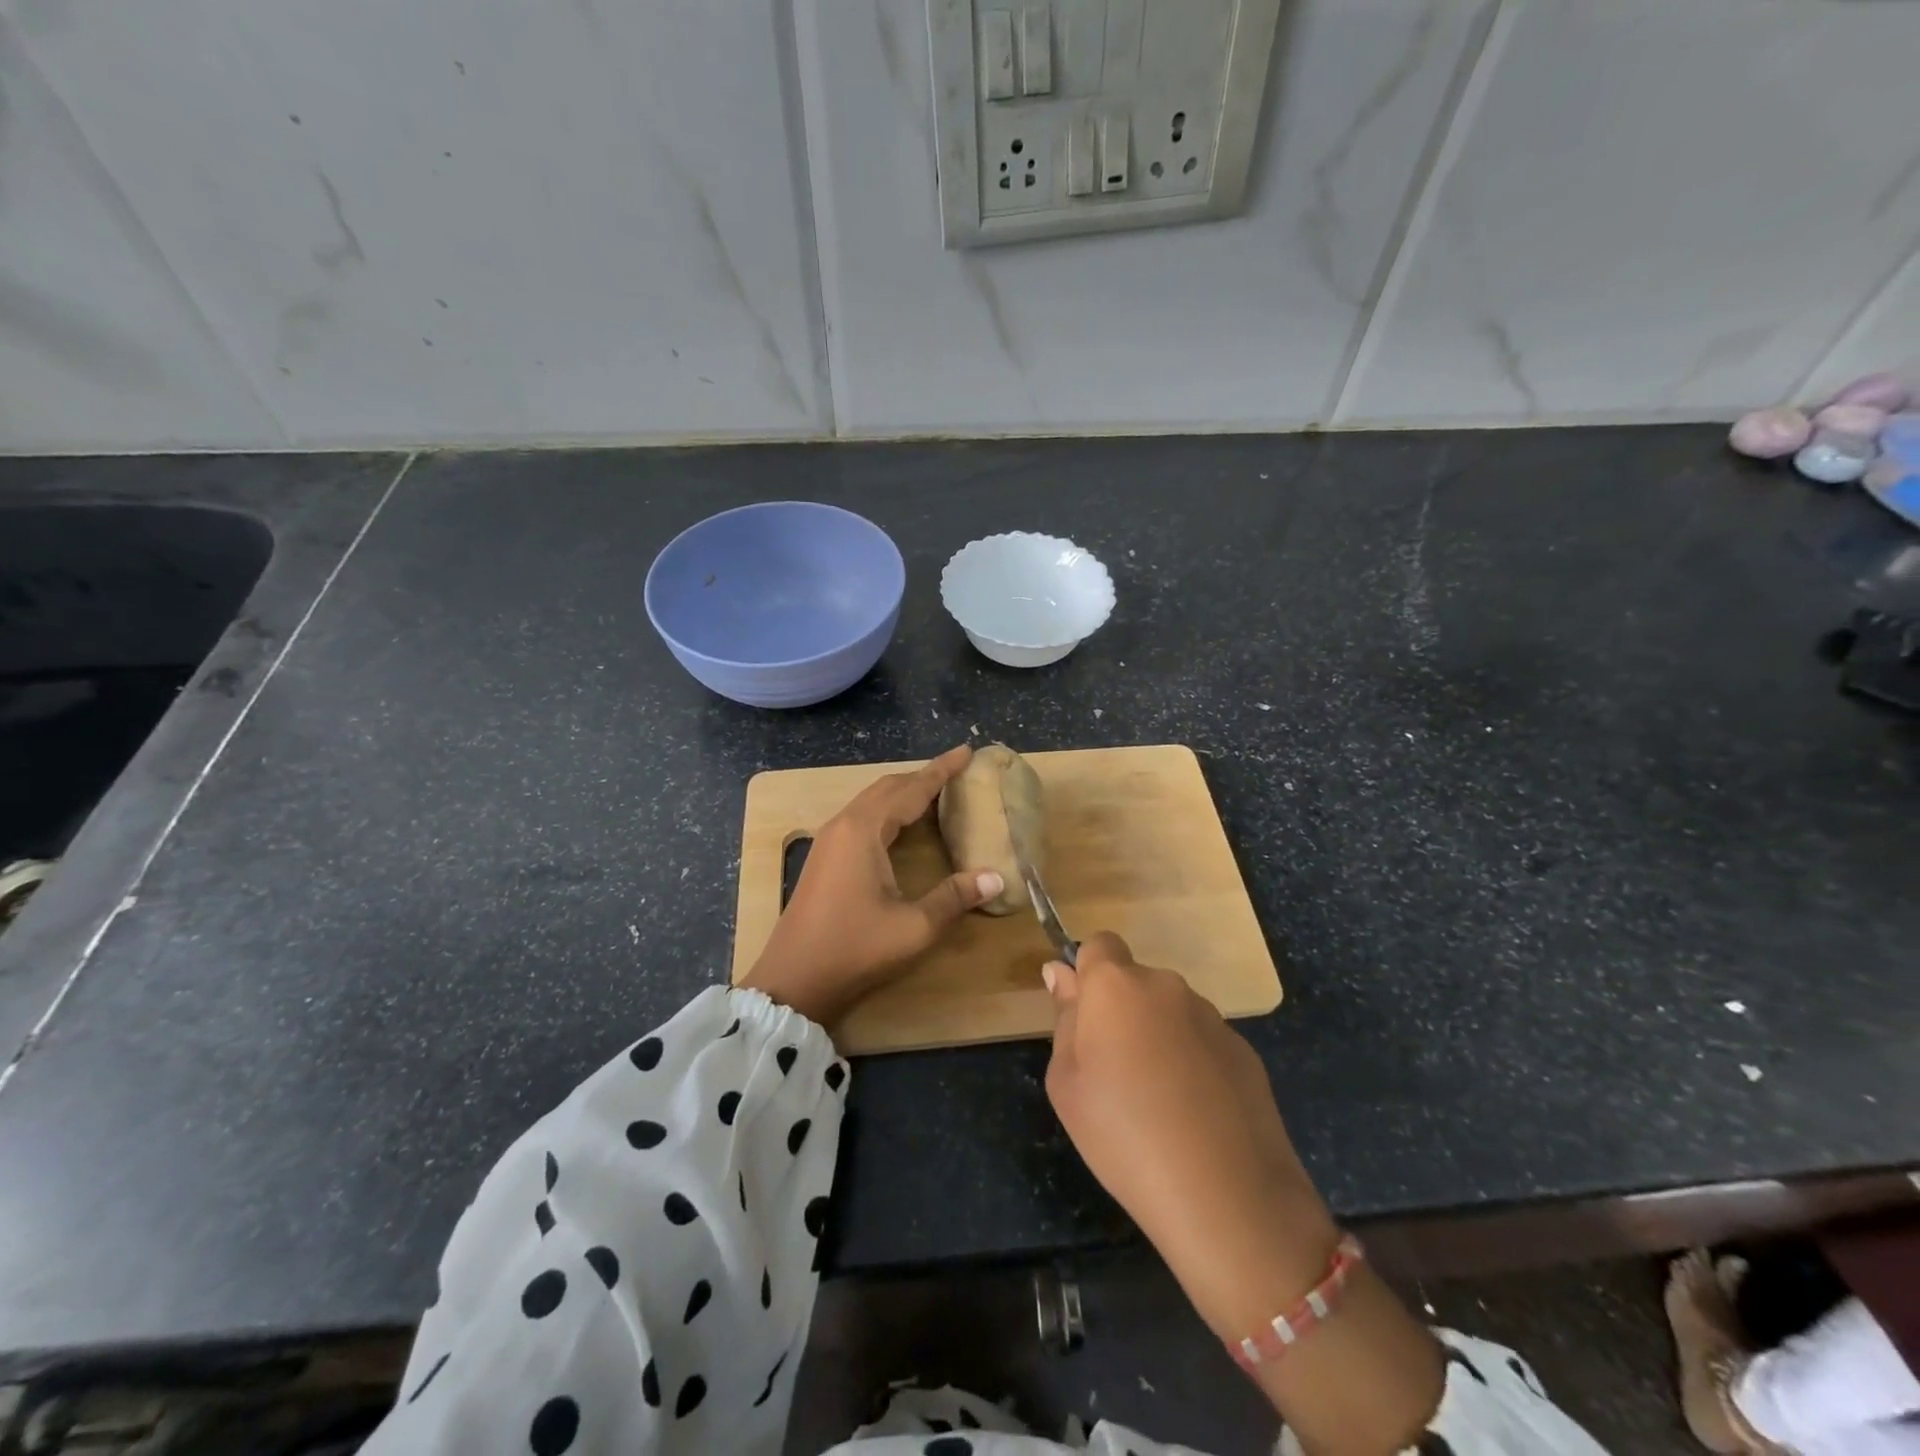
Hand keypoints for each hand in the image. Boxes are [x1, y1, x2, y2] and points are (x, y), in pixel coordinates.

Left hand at [743, 745, 1002, 1028]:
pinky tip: (901, 825)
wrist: (793, 981)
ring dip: (903, 792)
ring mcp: (829, 840)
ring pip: (871, 801)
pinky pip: (861, 817)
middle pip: (887, 788)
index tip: (967, 751)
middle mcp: (843, 825)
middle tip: (956, 772)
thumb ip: (954, 898)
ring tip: (935, 792)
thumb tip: (995, 877)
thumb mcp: (913, 927)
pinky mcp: (824, 857)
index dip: (941, 770)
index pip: (910, 789)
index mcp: (863, 831)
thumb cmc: (854, 949)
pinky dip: (888, 810)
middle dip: (922, 776)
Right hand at [1041, 932, 1337, 1340]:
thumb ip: (1064, 1019)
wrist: (1225, 1194)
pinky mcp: (1243, 1049)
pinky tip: (1195, 1114)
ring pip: (1170, 1011)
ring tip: (1158, 1101)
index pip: (1099, 945)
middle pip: (1135, 981)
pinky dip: (1193, 1062)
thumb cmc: (1123, 1134)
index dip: (1089, 974)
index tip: (1085, 1018)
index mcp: (1116, 986)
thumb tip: (1061, 973)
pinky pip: (1202, 1040)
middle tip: (1114, 1072)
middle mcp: (1165, 986)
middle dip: (1122, 1011)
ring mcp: (1210, 1016)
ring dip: (1158, 1036)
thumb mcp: (1066, 1083)